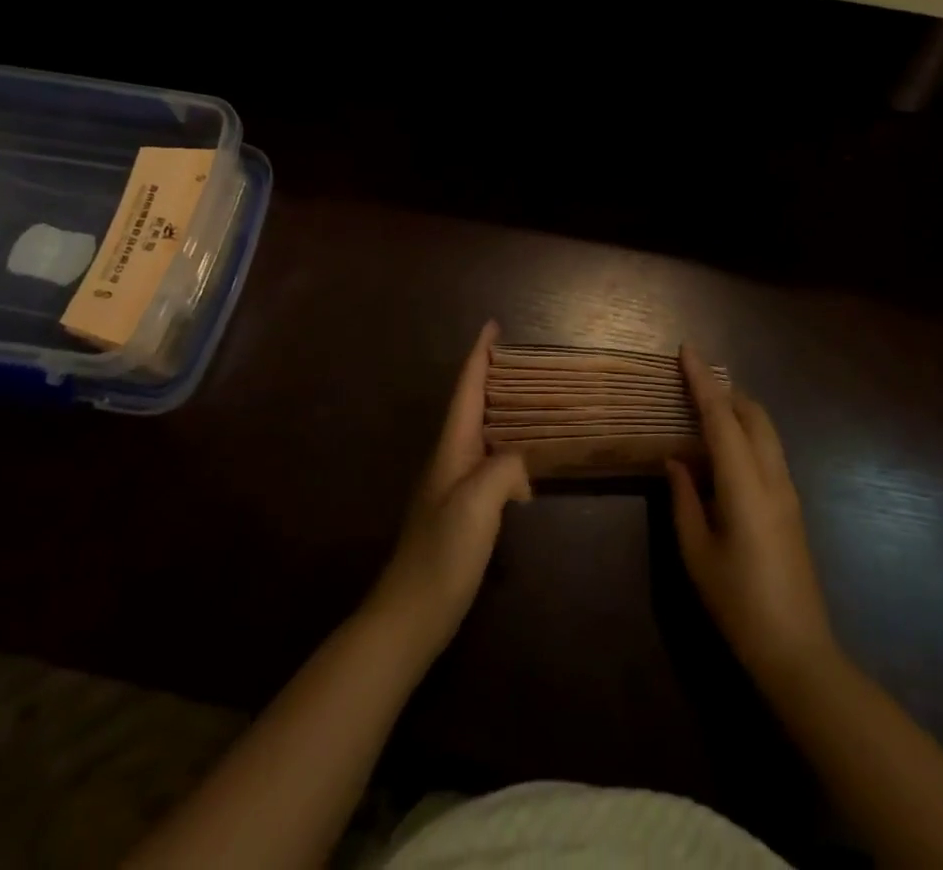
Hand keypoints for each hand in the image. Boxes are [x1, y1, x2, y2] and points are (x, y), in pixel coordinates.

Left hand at [367, 321, 530, 659]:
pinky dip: (507, 449)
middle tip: (523, 359)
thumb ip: (503, 469)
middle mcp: (450, 459)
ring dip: (501, 411)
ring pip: (481, 433)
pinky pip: (488, 463)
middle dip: (491, 377)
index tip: (492, 326)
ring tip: (531, 401)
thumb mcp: (477, 505)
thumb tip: (521, 461)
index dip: (479, 357)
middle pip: (472, 405)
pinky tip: (526, 463)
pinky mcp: (462, 511)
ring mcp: (453, 486)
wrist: (410, 615)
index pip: (466, 391)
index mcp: (451, 449)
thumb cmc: (442, 554)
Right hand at [667, 345, 839, 690]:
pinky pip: (769, 451)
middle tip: (692, 378)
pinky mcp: (792, 506)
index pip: (722, 419)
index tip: (687, 351)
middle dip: (725, 389)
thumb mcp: (697, 553)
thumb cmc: (738, 604)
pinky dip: (747, 433)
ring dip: (738, 409)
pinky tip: (724, 449)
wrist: (798, 652)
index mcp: (746, 487)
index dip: (702, 382)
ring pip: (766, 431)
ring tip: (705, 407)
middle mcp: (773, 479)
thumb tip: (675, 460)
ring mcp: (789, 492)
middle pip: (753, 415)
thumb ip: (684, 499)